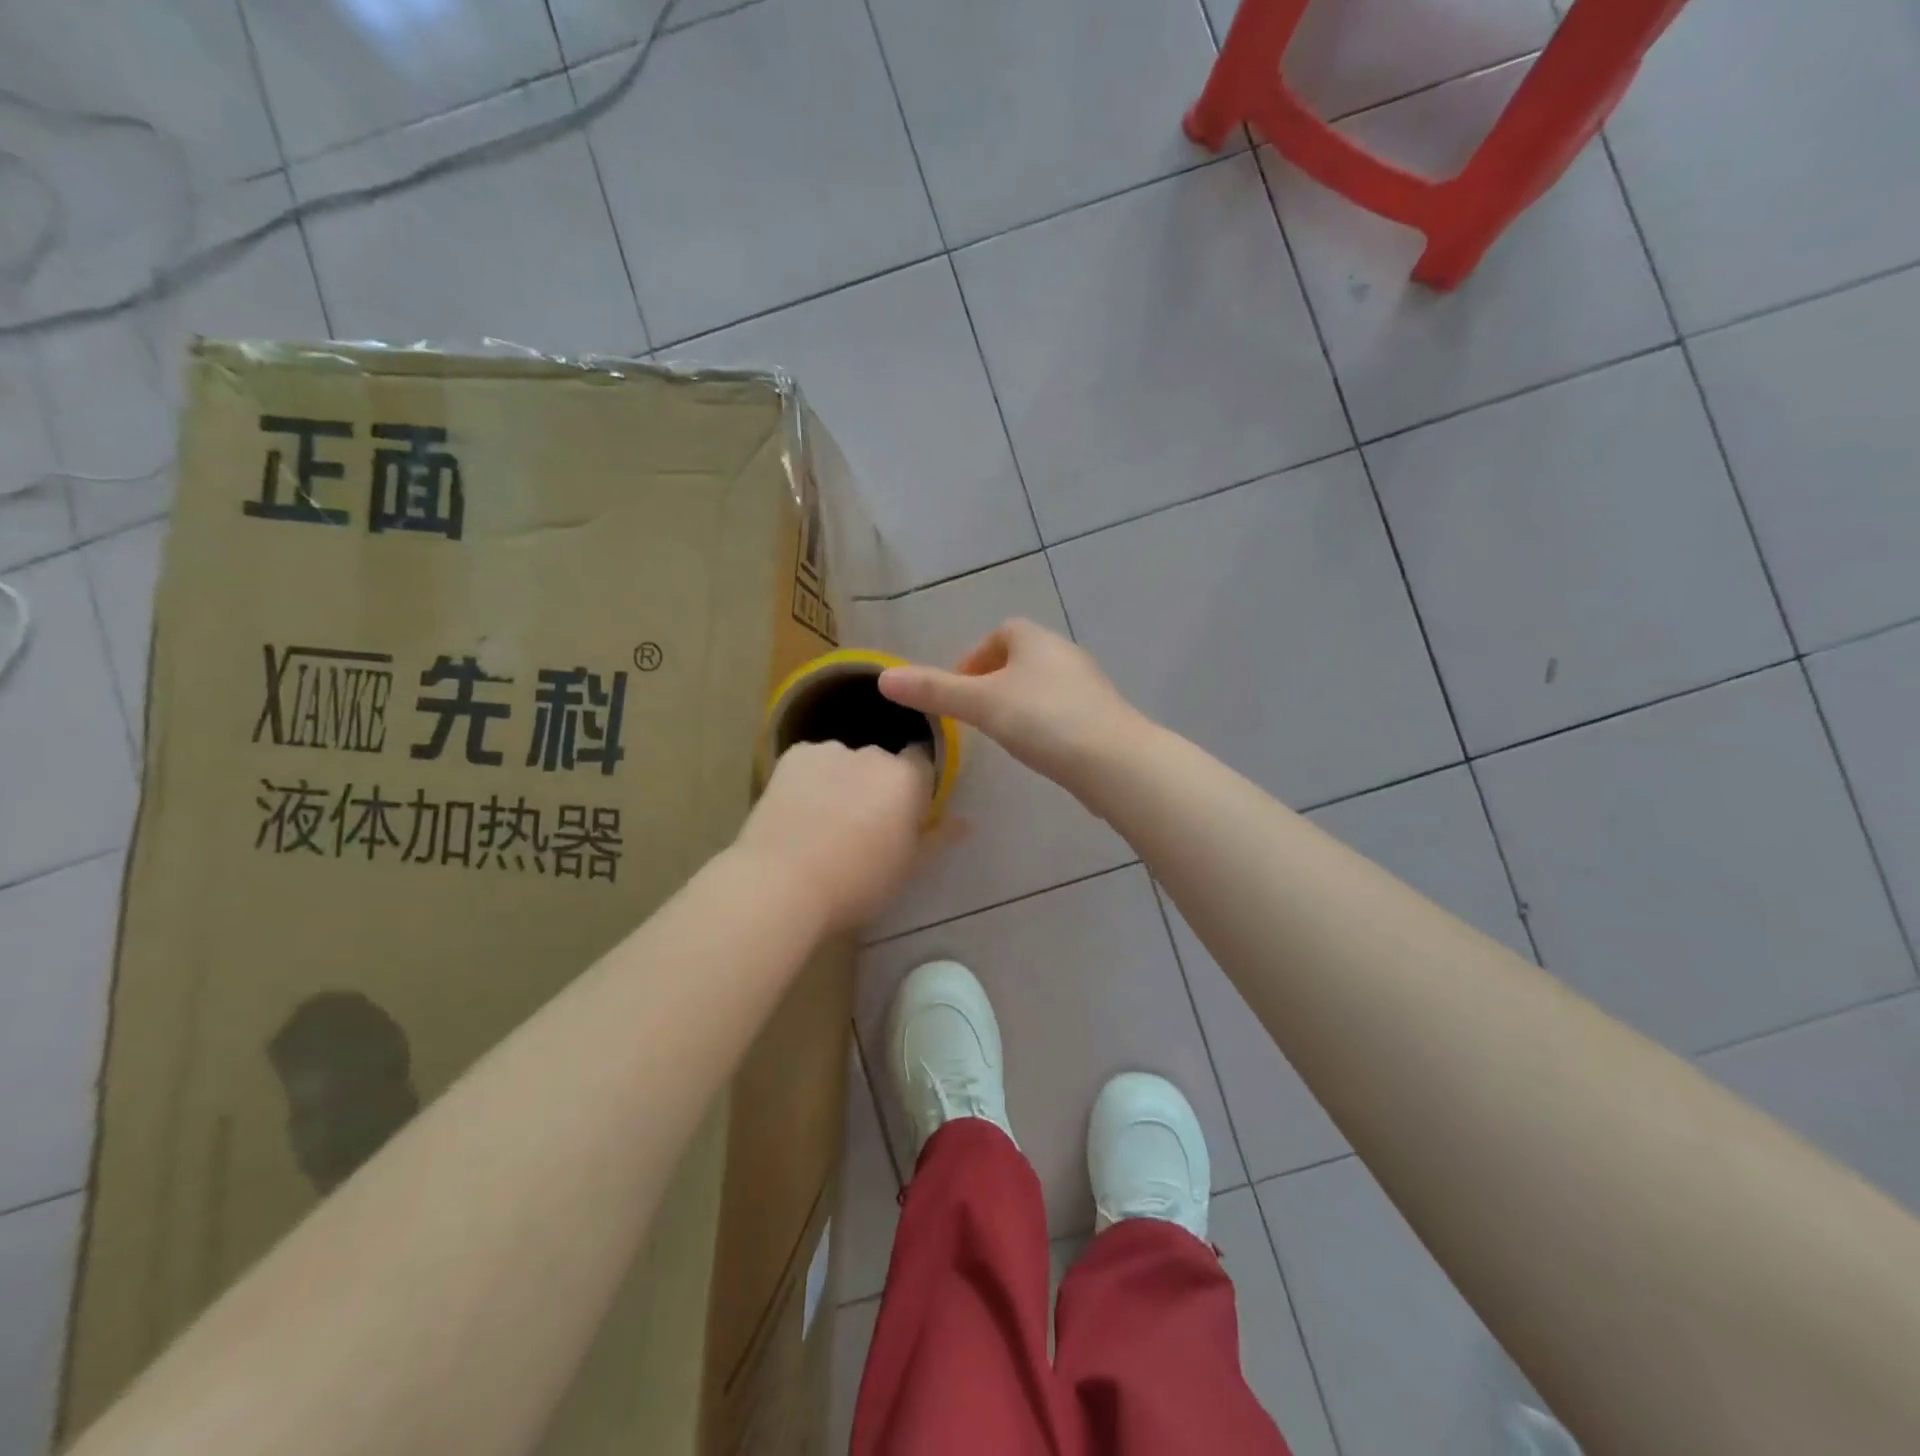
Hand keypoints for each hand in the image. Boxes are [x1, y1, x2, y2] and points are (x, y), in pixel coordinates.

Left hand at [734, 740, 933, 932]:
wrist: (780, 883)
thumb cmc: (856, 883)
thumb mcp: (907, 868)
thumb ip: (937, 838)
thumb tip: (964, 822)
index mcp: (907, 779)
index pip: (923, 762)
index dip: (915, 786)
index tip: (903, 813)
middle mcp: (872, 754)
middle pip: (882, 762)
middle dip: (877, 785)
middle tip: (862, 825)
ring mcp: (829, 751)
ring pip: (844, 762)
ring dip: (842, 780)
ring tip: (823, 820)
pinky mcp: (792, 756)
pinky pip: (811, 763)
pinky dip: (810, 779)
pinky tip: (797, 811)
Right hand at [880, 619, 1143, 797]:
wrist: (1112, 760)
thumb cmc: (1042, 720)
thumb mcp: (980, 704)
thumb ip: (934, 690)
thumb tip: (884, 678)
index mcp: (1036, 640)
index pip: (1001, 633)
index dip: (975, 657)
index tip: (959, 689)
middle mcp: (1065, 653)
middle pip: (1022, 659)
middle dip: (995, 681)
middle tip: (975, 714)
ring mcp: (1088, 685)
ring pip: (1043, 686)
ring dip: (1019, 703)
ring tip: (1002, 734)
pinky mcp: (1102, 716)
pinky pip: (1063, 710)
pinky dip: (1044, 722)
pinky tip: (1038, 750)